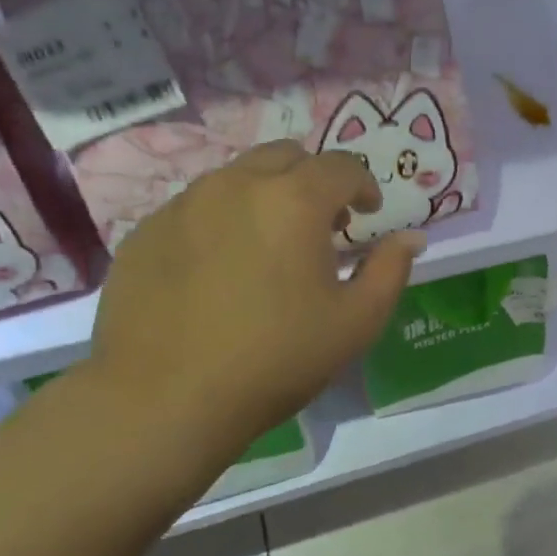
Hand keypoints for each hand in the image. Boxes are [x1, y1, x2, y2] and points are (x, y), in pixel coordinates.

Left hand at [84, 141, 423, 465]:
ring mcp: (184, 204)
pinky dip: (221, 220)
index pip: (342, 165)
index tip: (368, 212)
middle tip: (320, 223)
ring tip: (268, 246)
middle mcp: (237, 184)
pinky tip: (219, 269)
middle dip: (313, 178)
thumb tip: (410, 237)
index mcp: (294, 200)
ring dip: (265, 195)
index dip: (363, 184)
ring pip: (236, 176)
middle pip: (286, 156)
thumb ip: (390, 270)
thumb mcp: (356, 323)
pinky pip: (195, 206)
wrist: (163, 400)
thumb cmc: (275, 359)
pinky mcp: (146, 231)